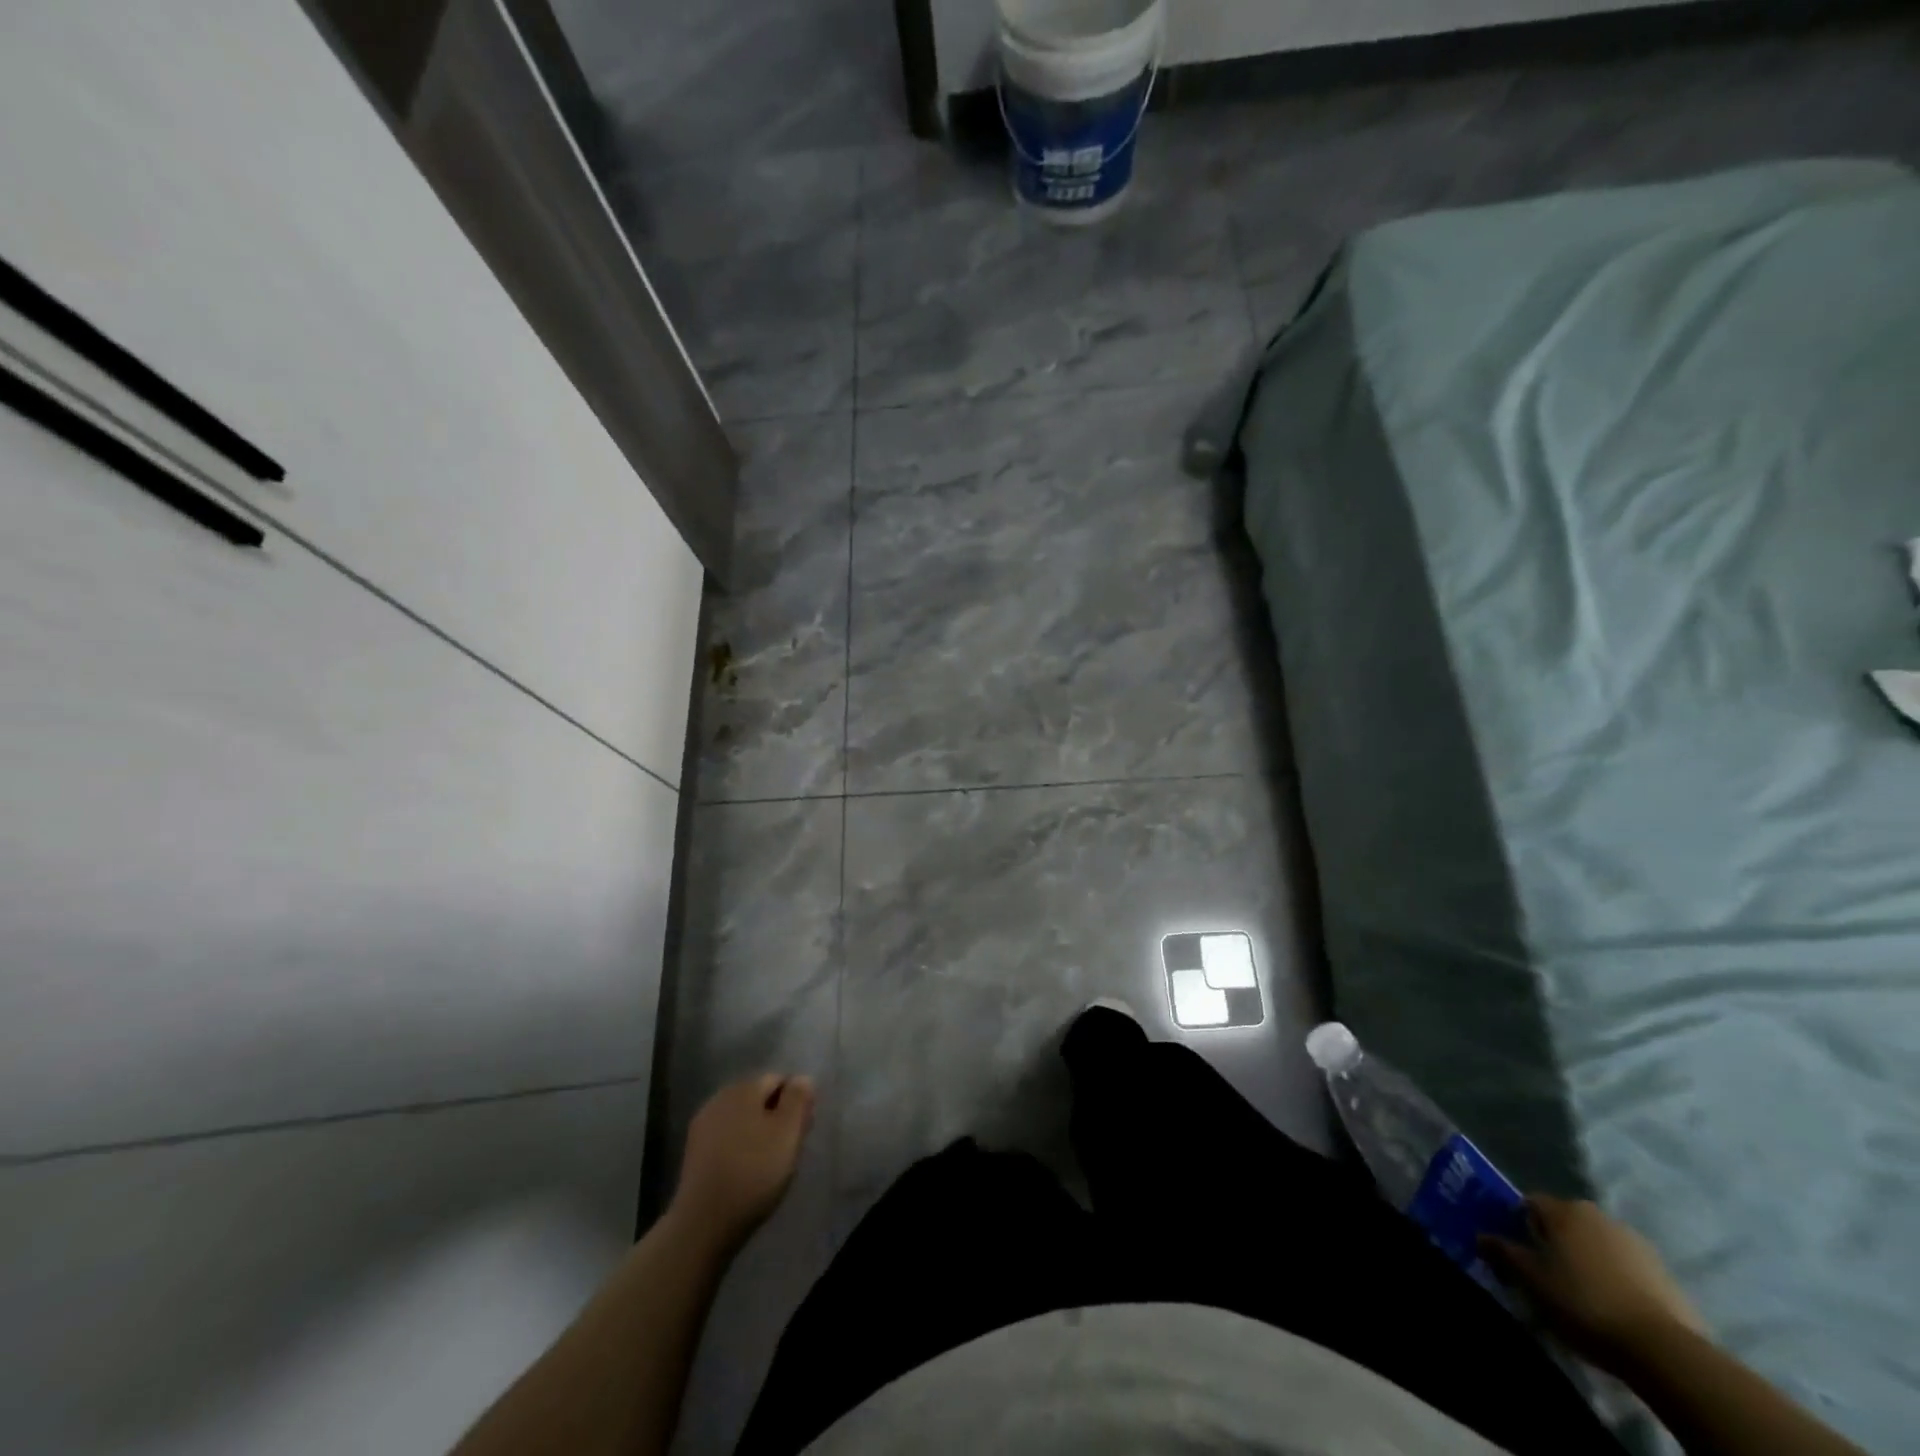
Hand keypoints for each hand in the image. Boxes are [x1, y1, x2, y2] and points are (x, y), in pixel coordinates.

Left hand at [671, 1074, 814, 1251]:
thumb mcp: (788, 1132)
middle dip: (776, 1116)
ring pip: (742, 1118)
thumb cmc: (754, 1172)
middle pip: (758, 1097)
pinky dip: (739, 1147)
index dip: (795, 1102)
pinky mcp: (694, 1151)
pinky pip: (726, 1138)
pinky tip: (745, 1171)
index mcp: (744, 1087)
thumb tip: (802, 1078)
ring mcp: (703, 1124)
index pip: (779, 1079)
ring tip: (768, 1163)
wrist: (704, 1222)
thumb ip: (798, 1099)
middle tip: (788, 1149)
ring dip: (757, 1132)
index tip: (801, 1131)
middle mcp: (720, 1097)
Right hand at [1484, 1195, 1709, 1372]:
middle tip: (1549, 1272)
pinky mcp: (1666, 1274)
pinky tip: (1615, 1305)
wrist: (1665, 1350)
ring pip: (1599, 1243)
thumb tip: (1481, 1236)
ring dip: (1589, 1258)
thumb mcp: (1531, 1280)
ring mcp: (1637, 1243)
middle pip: (1567, 1222)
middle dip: (1556, 1240)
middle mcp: (1598, 1215)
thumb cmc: (1583, 1303)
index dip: (1519, 1224)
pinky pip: (1628, 1267)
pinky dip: (1617, 1278)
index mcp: (1564, 1210)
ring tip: (1585, 1292)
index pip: (1530, 1204)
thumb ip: (1503, 1252)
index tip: (1518, 1251)